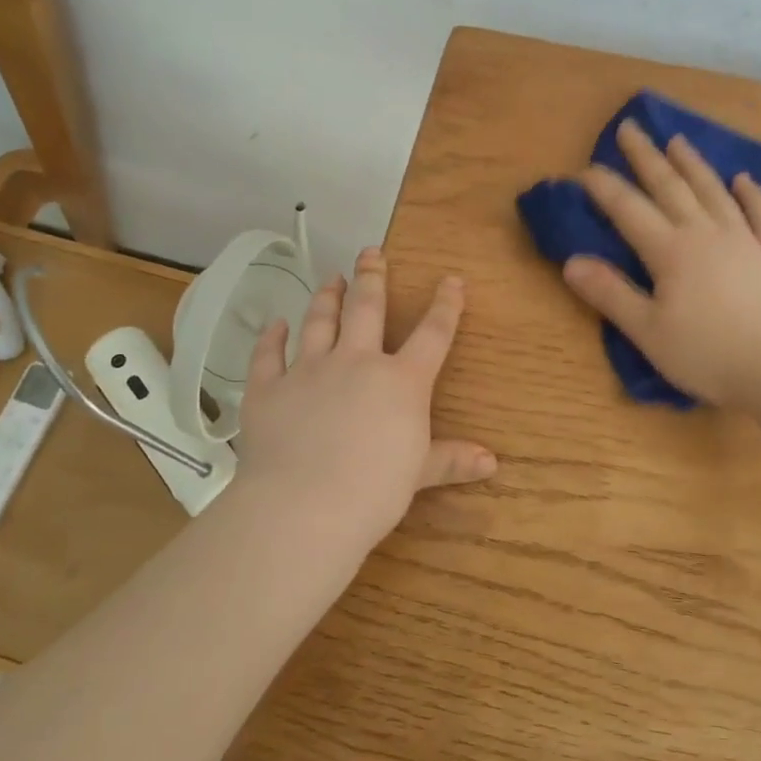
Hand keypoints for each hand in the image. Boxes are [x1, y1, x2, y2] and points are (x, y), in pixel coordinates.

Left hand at [235, 247, 495, 560]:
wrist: (304, 507)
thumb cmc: (374, 491)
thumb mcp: (418, 473)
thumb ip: (451, 460)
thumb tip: (491, 462)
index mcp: (401, 381)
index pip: (432, 334)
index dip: (446, 305)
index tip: (451, 280)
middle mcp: (357, 363)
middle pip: (367, 308)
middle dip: (372, 277)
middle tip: (371, 252)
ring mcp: (309, 371)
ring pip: (319, 322)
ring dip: (326, 297)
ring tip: (331, 278)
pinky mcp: (269, 389)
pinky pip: (269, 355)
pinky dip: (271, 338)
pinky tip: (274, 325)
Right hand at [562, 119, 760, 409]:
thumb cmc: (706, 355)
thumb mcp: (647, 331)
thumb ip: (609, 294)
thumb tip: (572, 262)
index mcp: (670, 251)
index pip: (629, 210)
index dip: (605, 188)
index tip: (586, 168)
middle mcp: (706, 233)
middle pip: (671, 186)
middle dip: (646, 157)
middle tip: (630, 127)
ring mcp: (745, 239)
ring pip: (714, 191)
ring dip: (693, 164)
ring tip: (677, 140)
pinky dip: (751, 194)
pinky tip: (743, 180)